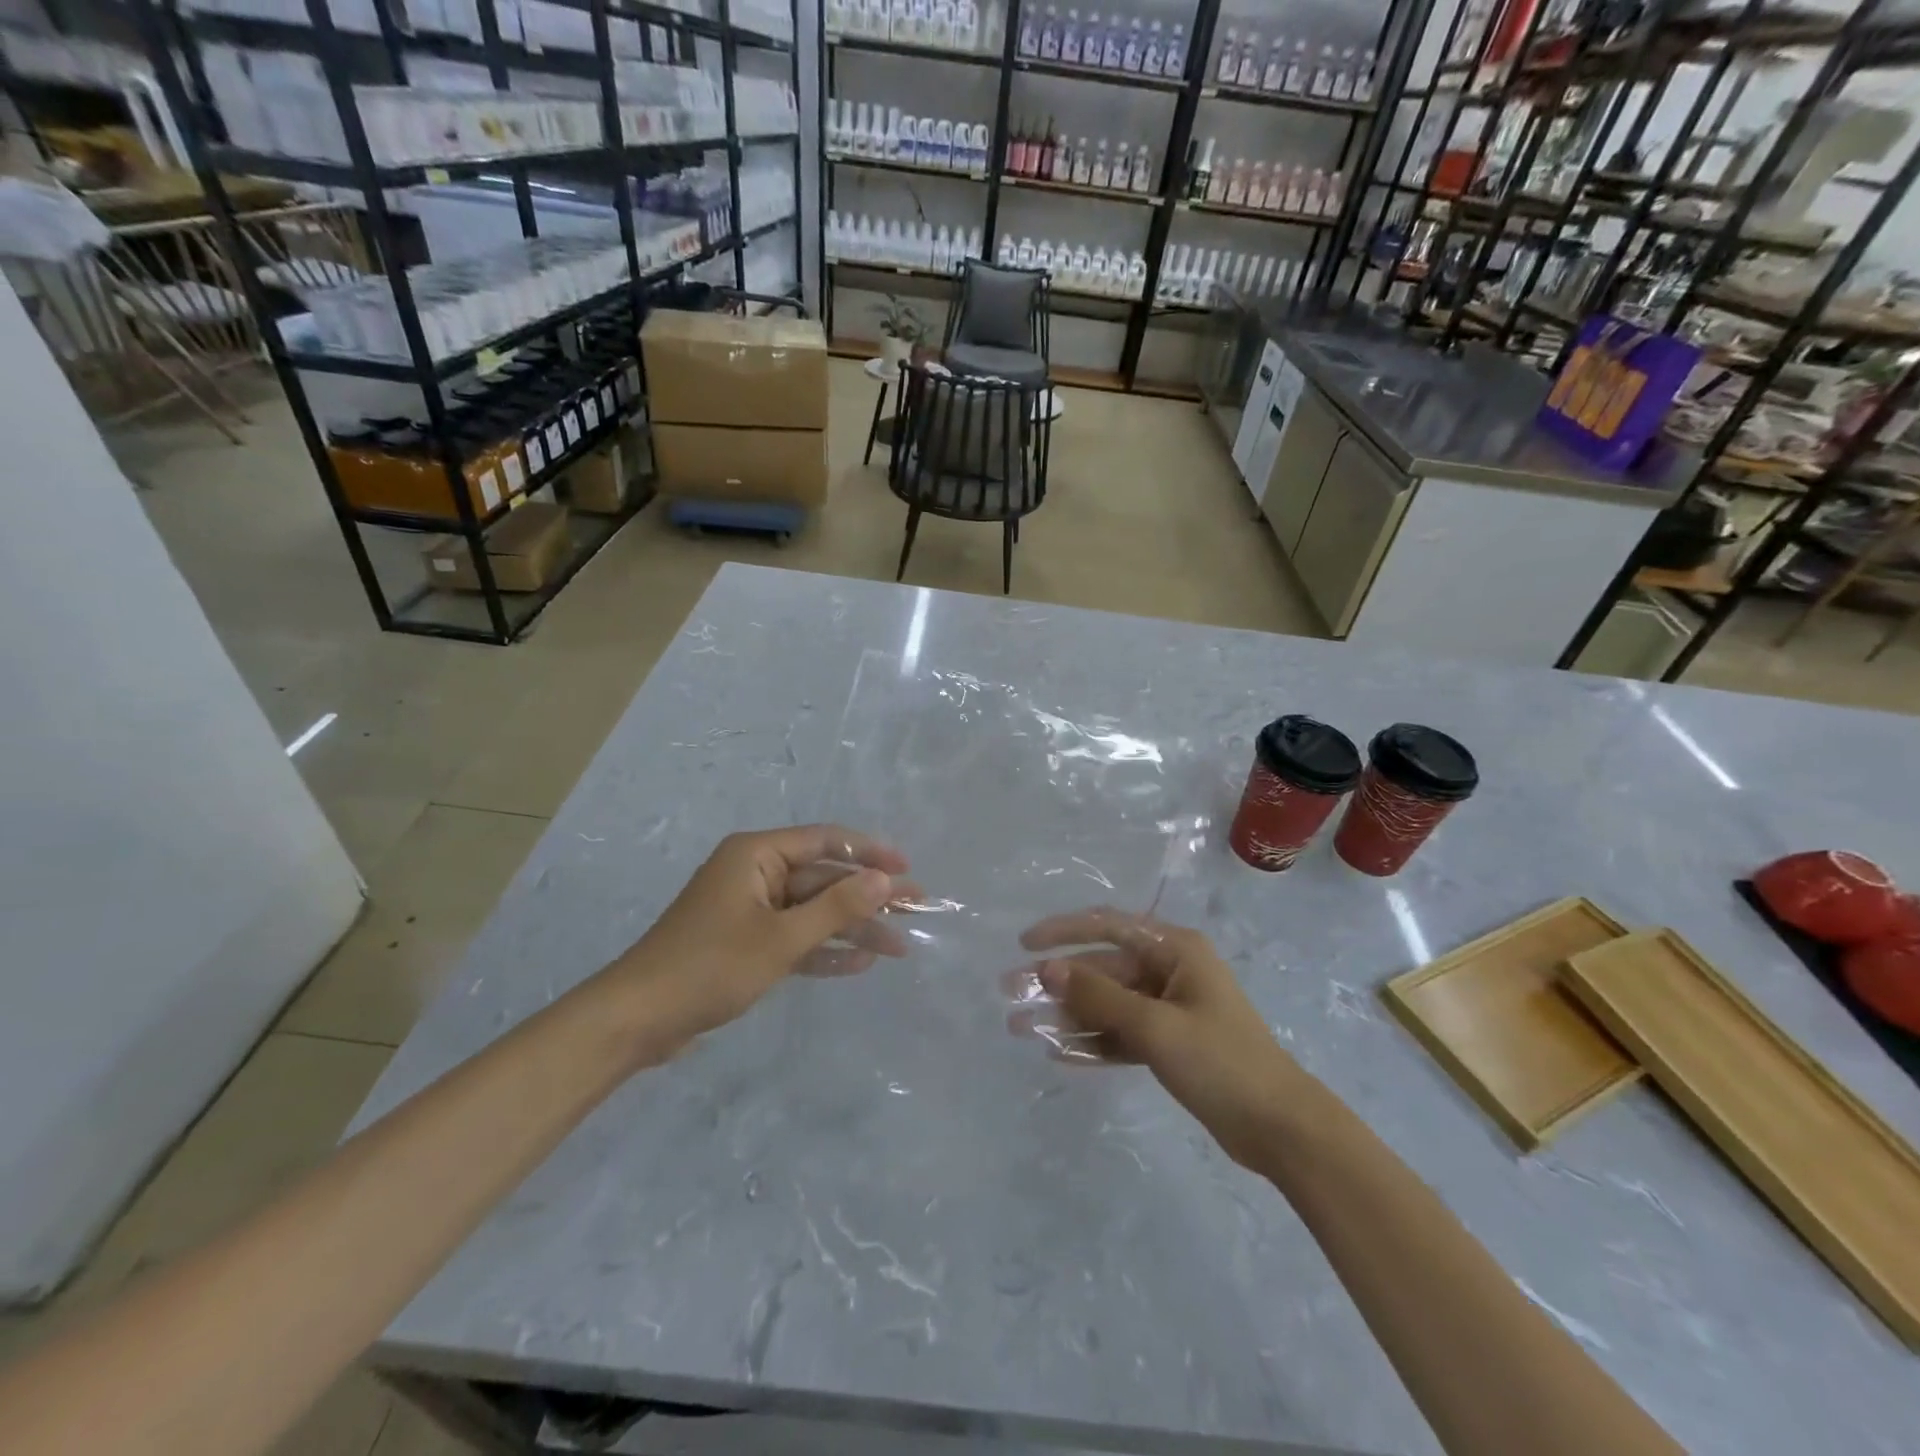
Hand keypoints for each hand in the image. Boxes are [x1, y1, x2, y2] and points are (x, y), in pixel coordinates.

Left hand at [606, 825, 911, 1061]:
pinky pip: (795, 938)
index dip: (869, 852)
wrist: (638, 1020)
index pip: (825, 841)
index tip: (907, 867)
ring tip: (899, 946)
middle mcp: (755, 874)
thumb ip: (836, 907)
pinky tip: (860, 962)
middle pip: (824, 878)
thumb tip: (885, 878)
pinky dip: (824, 949)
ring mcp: (750, 910)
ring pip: (813, 911)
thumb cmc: (710, 967)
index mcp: (757, 855)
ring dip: (853, 928)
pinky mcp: (746, 944)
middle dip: (868, 896)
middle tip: (915, 909)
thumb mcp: (781, 938)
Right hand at [1016, 908, 1302, 1169]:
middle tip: (1011, 994)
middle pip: (1102, 969)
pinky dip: (1092, 1041)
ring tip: (1021, 1028)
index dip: (1063, 931)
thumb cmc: (1221, 1062)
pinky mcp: (1169, 1044)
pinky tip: (1058, 1052)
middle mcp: (1170, 970)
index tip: (1024, 944)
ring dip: (1067, 1015)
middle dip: (1057, 982)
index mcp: (1175, 950)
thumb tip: (1048, 969)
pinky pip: (1120, 1034)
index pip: (1108, 926)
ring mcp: (1169, 1009)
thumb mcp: (1156, 1026)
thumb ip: (1099, 996)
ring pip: (1107, 1004)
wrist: (1280, 1129)